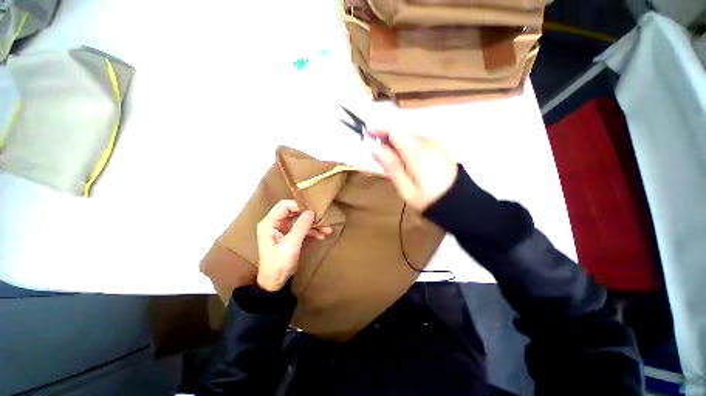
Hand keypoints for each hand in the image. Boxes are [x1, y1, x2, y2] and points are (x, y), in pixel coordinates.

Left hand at [256, 200, 332, 291]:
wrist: (275, 283)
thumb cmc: (278, 264)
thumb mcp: (290, 245)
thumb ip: (301, 227)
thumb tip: (311, 212)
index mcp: (270, 223)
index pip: (284, 206)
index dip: (298, 205)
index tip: (313, 209)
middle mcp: (276, 223)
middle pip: (295, 212)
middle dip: (309, 216)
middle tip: (323, 217)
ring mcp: (284, 230)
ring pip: (301, 221)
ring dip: (314, 224)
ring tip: (327, 229)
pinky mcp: (291, 236)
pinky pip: (303, 229)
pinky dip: (312, 231)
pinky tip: (322, 235)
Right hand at [370, 130, 457, 210]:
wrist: (459, 202)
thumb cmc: (428, 199)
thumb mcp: (405, 187)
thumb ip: (390, 166)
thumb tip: (373, 147)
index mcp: (417, 152)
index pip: (395, 130)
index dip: (379, 128)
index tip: (367, 132)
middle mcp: (427, 142)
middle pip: (402, 130)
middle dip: (386, 134)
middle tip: (374, 147)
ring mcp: (435, 143)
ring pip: (409, 134)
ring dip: (395, 140)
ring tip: (387, 155)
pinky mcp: (439, 147)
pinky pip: (417, 140)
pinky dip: (406, 144)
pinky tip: (403, 158)